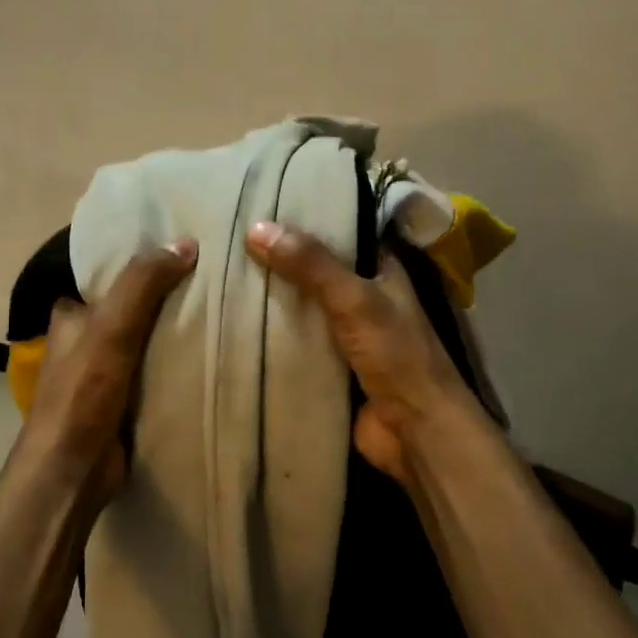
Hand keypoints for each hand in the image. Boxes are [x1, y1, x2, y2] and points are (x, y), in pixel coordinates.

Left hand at [18, 238, 197, 503]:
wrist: (74, 469)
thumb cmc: (83, 393)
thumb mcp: (111, 328)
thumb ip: (142, 284)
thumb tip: (185, 243)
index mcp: (71, 316)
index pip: (107, 278)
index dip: (140, 264)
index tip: (182, 253)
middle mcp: (85, 342)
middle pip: (131, 310)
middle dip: (165, 299)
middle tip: (212, 282)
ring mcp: (104, 375)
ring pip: (146, 342)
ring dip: (174, 334)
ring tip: (220, 312)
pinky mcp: (124, 403)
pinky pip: (156, 374)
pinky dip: (176, 367)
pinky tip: (210, 356)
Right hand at [246, 221, 473, 485]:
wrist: (415, 431)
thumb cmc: (395, 356)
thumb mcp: (354, 299)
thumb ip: (311, 265)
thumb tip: (256, 228)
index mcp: (382, 272)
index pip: (342, 233)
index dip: (307, 219)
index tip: (263, 205)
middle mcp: (364, 300)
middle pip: (315, 273)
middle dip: (280, 262)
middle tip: (230, 241)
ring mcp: (346, 336)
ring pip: (302, 310)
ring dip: (272, 301)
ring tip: (223, 276)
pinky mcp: (330, 369)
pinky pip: (295, 345)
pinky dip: (272, 338)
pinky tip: (235, 325)